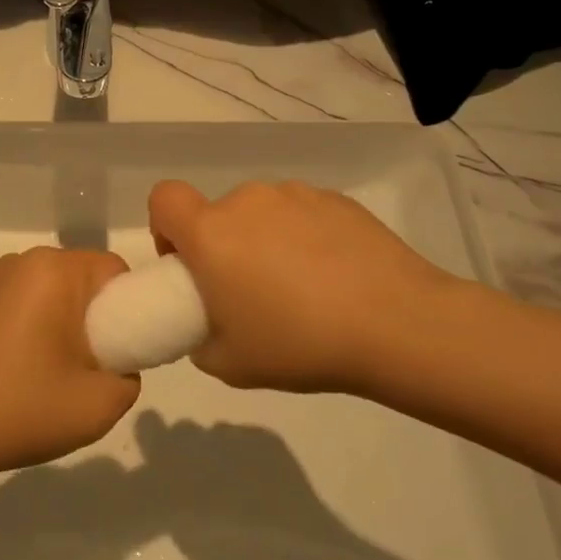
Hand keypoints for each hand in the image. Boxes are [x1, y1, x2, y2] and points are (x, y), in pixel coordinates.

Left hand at [0, 248, 139, 472]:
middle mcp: (25, 261)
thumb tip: (116, 363)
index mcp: (57, 270)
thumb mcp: (99, 406)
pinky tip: (23, 369)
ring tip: (54, 375)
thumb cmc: (21, 407)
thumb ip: (129, 378)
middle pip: (85, 280)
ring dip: (65, 324)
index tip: (121, 352)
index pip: (117, 273)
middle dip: (97, 319)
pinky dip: (37, 327)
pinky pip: (26, 302)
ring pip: (55, 292)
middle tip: (90, 369)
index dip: (131, 310)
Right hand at [149, 179, 465, 395]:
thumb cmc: (300, 343)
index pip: (164, 198)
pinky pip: (303, 214)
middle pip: (218, 213)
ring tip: (302, 287)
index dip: (166, 227)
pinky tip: (336, 276)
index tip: (188, 264)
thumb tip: (208, 326)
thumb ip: (201, 340)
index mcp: (211, 232)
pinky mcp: (336, 199)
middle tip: (251, 292)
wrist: (396, 324)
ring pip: (262, 213)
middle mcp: (247, 201)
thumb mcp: (230, 364)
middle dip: (224, 245)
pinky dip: (306, 237)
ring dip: (266, 240)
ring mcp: (295, 195)